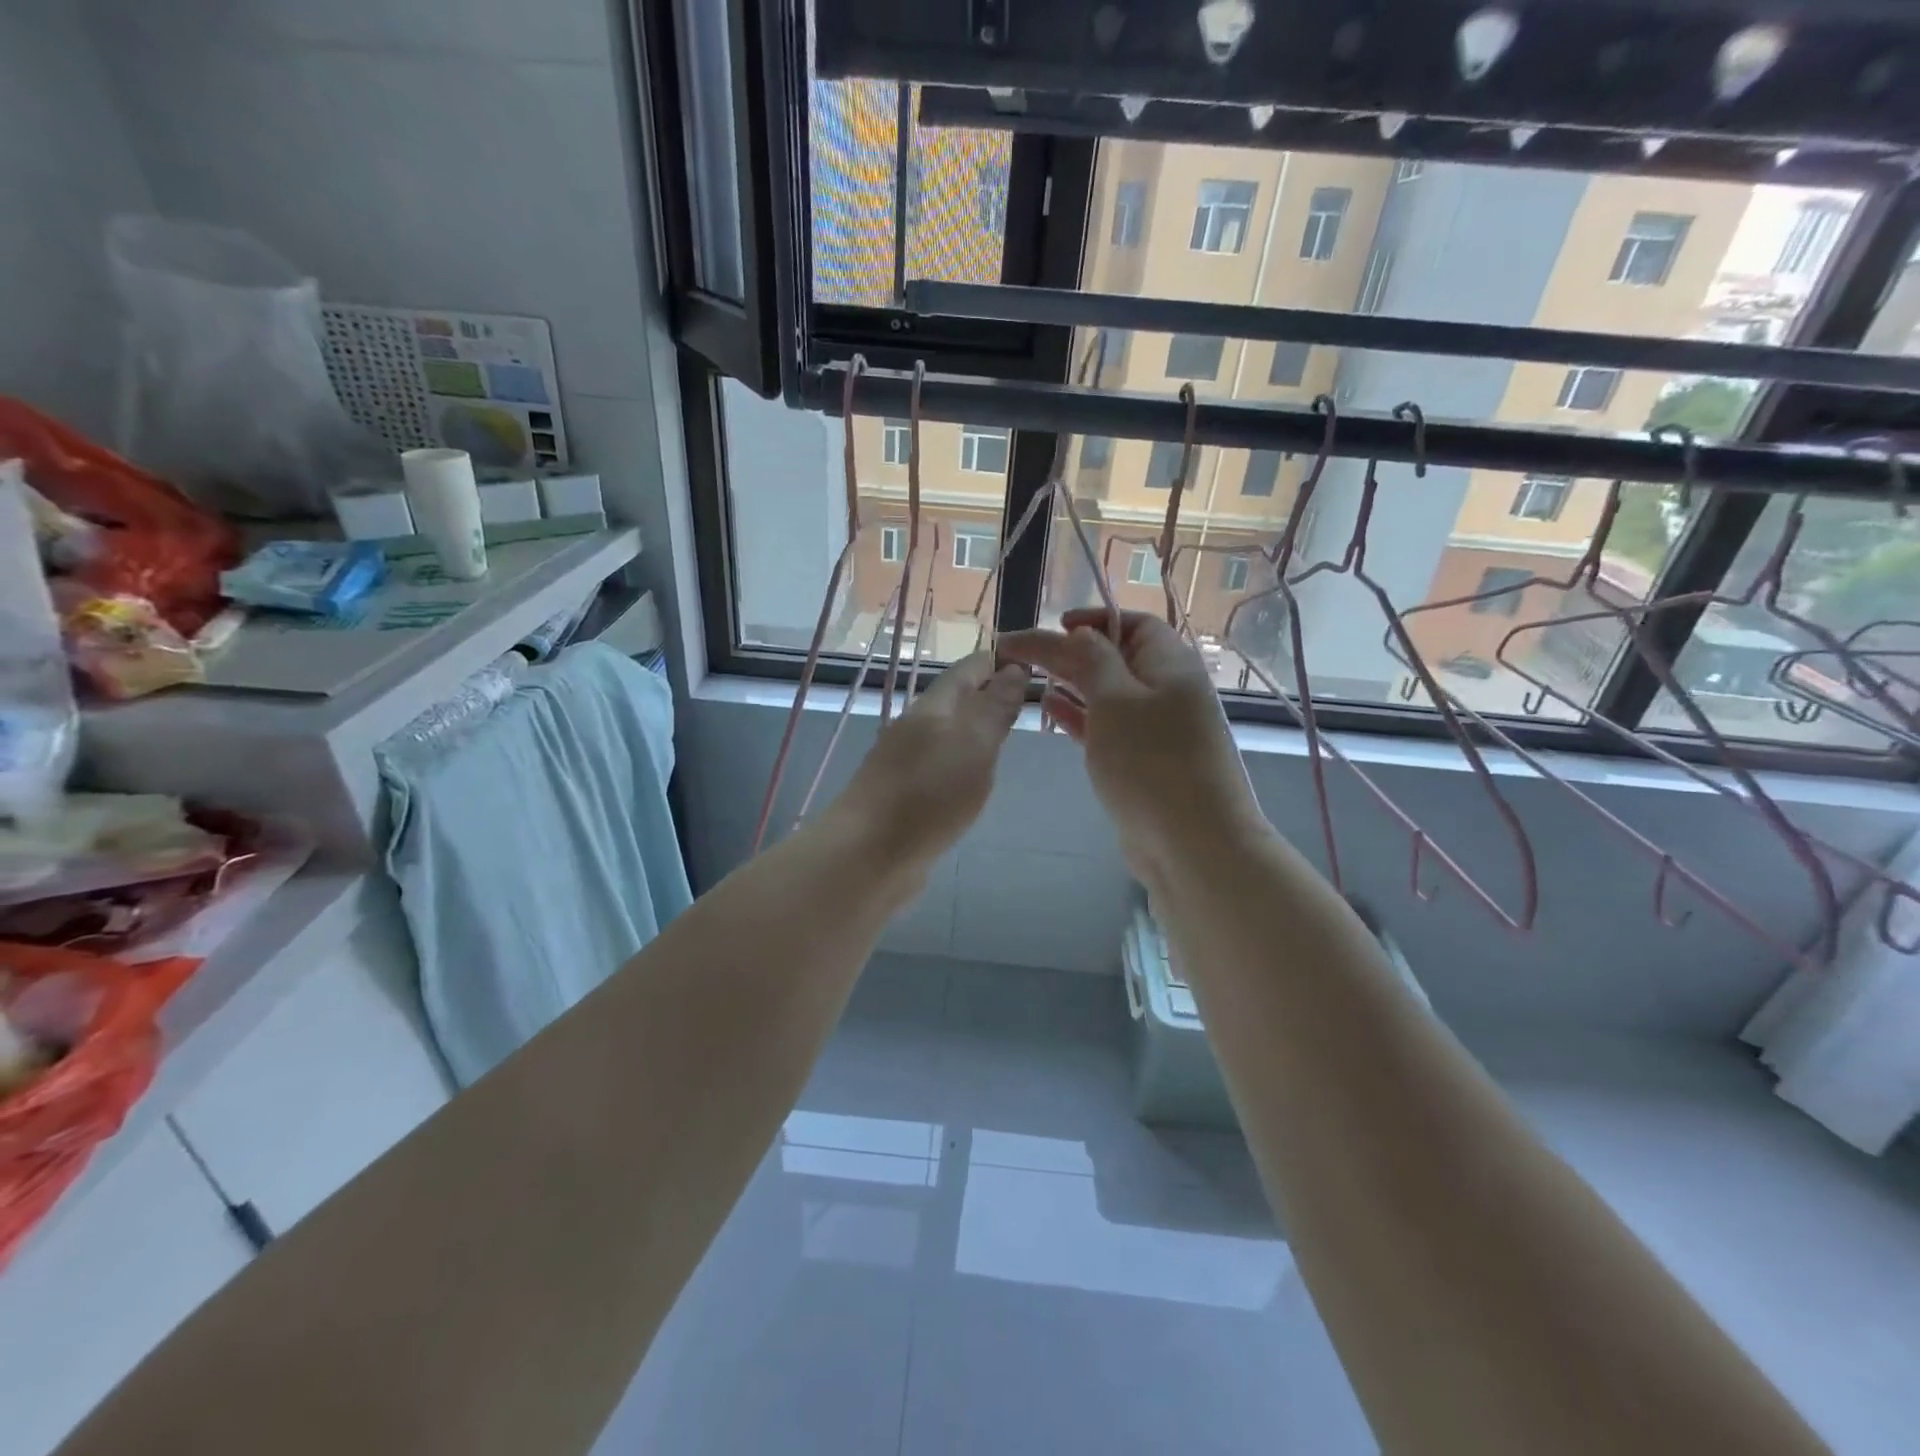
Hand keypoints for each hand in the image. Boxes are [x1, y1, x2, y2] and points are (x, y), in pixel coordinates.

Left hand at [829, 652, 1028, 868]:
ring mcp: (903, 763)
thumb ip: (995, 708)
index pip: (968, 670)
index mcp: (932, 708)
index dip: (997, 661)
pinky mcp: (901, 796)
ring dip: (973, 729)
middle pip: (954, 701)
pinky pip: (938, 766)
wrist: (867, 855)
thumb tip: (1014, 669)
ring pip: (945, 735)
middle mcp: (914, 729)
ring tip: (1004, 735)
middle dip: (986, 693)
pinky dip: (960, 761)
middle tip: (1025, 698)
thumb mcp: (974, 745)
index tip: (1029, 661)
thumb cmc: (928, 794)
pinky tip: (971, 778)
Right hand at [997, 609, 1269, 883]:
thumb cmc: (1151, 762)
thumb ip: (1092, 661)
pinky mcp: (1143, 762)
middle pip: (1115, 658)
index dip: (1094, 619)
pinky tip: (1050, 711)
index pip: (1133, 624)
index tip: (1055, 626)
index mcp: (1171, 664)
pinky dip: (1079, 716)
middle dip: (1070, 652)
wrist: (1192, 844)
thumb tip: (1079, 634)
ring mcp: (1157, 729)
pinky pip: (1107, 727)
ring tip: (1030, 679)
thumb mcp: (1116, 700)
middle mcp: (1167, 690)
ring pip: (1108, 694)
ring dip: (1071, 684)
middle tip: (1022, 654)